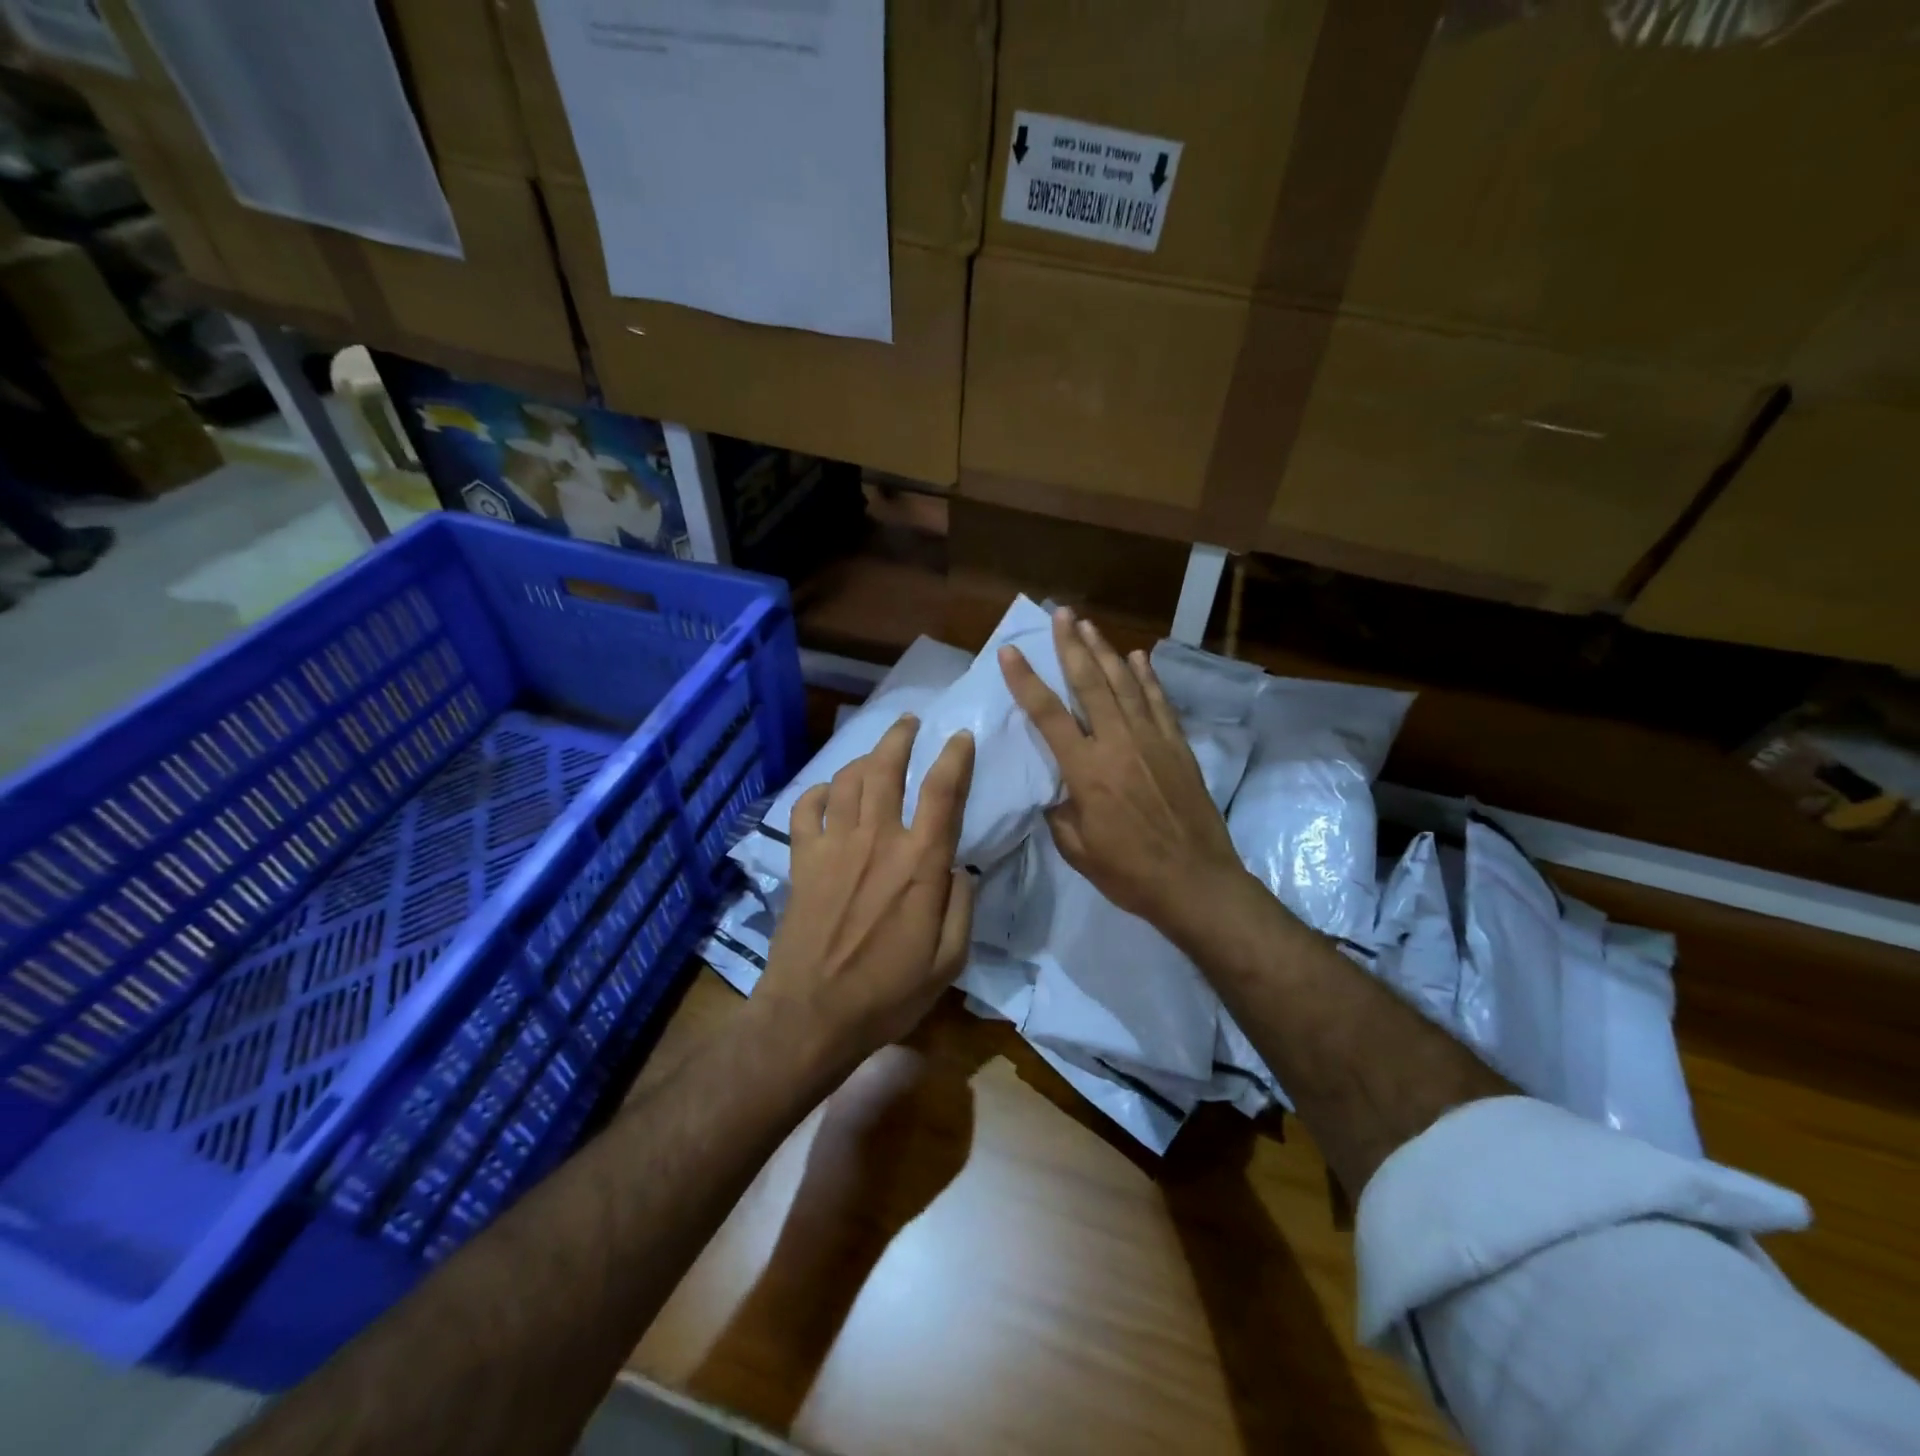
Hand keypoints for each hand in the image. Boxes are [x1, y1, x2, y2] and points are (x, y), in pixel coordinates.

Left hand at [754, 716, 977, 1074]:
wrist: (812, 1015)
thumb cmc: (887, 993)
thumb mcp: (949, 961)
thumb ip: (960, 906)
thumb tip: (959, 868)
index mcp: (919, 862)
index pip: (942, 791)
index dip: (954, 756)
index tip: (961, 736)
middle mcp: (876, 840)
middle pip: (886, 769)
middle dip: (899, 737)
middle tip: (909, 721)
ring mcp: (834, 847)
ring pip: (847, 781)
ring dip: (862, 758)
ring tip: (874, 752)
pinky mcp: (802, 861)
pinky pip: (805, 810)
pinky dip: (817, 793)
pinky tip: (826, 793)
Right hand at [999, 607, 1248, 934]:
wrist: (1197, 883)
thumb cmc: (1130, 872)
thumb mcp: (1077, 850)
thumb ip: (1060, 814)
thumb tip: (1057, 792)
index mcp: (1086, 770)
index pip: (1048, 714)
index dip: (1026, 680)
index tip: (1011, 651)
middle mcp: (1118, 743)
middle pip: (1090, 683)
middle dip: (1072, 646)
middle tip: (1061, 614)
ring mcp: (1152, 741)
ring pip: (1124, 685)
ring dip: (1105, 651)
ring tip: (1089, 625)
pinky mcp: (1178, 747)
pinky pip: (1159, 702)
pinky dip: (1147, 677)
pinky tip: (1138, 658)